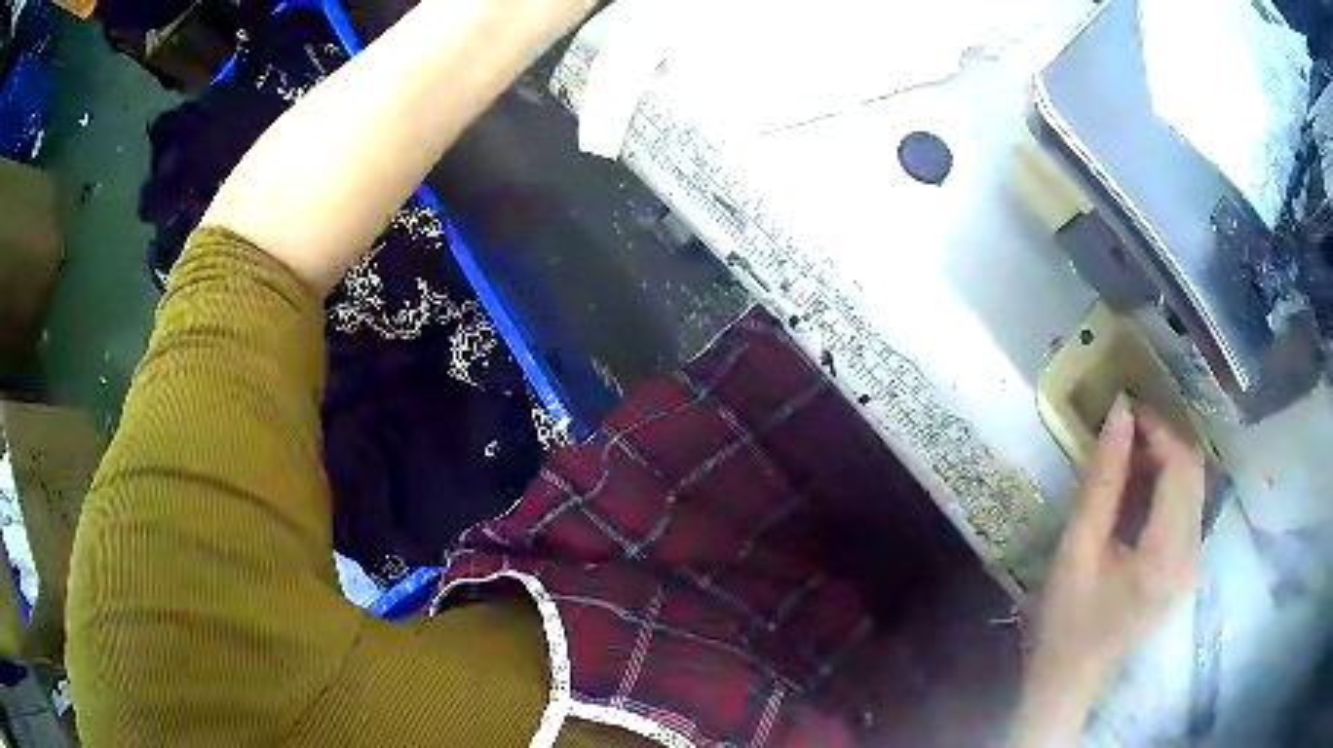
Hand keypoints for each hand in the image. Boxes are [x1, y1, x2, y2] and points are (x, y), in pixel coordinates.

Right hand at [1010, 395, 1205, 745]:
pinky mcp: (1187, 567)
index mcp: (1166, 555)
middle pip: (1194, 473)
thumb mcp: (1077, 549)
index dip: (1159, 429)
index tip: (1126, 410)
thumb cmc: (1067, 619)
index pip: (1181, 468)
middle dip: (1164, 440)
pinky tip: (1141, 489)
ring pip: (1194, 487)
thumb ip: (1102, 481)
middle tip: (1126, 430)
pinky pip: (1188, 508)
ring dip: (1167, 460)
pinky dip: (1168, 485)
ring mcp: (1193, 563)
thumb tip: (1119, 413)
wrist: (1072, 676)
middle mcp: (1192, 556)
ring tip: (1130, 455)